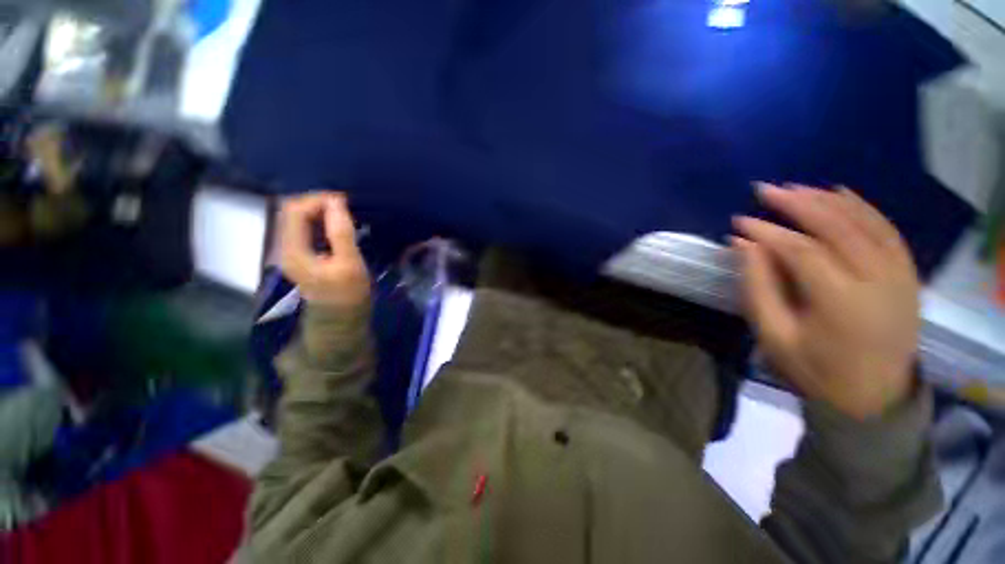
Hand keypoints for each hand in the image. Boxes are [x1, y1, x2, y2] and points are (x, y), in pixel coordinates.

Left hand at [279, 192, 369, 307]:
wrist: (340, 319)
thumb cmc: (349, 294)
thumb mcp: (350, 264)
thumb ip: (341, 233)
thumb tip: (336, 202)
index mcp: (293, 251)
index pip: (295, 210)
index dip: (318, 199)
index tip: (345, 202)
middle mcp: (284, 248)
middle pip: (292, 212)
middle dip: (318, 203)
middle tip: (345, 207)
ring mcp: (291, 251)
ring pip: (298, 219)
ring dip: (319, 211)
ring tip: (343, 215)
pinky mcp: (301, 254)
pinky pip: (305, 228)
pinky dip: (320, 221)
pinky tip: (336, 226)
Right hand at [732, 184, 919, 419]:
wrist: (873, 396)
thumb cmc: (816, 369)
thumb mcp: (774, 335)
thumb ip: (757, 287)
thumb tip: (743, 244)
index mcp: (841, 302)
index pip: (801, 251)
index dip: (767, 232)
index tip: (740, 221)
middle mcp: (878, 280)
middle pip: (836, 227)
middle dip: (797, 204)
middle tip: (765, 190)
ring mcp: (899, 274)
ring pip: (864, 222)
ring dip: (827, 200)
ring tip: (795, 188)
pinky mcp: (908, 273)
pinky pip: (887, 229)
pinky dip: (862, 207)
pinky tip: (840, 193)